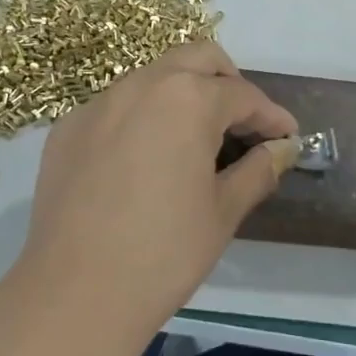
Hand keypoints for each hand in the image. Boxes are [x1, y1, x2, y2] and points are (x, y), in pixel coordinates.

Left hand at [11, 41, 299, 334]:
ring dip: (183, 95)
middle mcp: (141, 85)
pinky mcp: (68, 128)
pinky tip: (145, 160)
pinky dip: (143, 117)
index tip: (287, 137)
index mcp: (187, 98)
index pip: (243, 95)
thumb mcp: (223, 212)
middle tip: (243, 125)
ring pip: (153, 77)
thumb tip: (280, 150)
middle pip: (197, 60)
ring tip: (196, 141)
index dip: (271, 117)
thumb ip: (258, 170)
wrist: (75, 294)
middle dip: (228, 84)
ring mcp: (98, 104)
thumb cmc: (164, 253)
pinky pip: (116, 106)